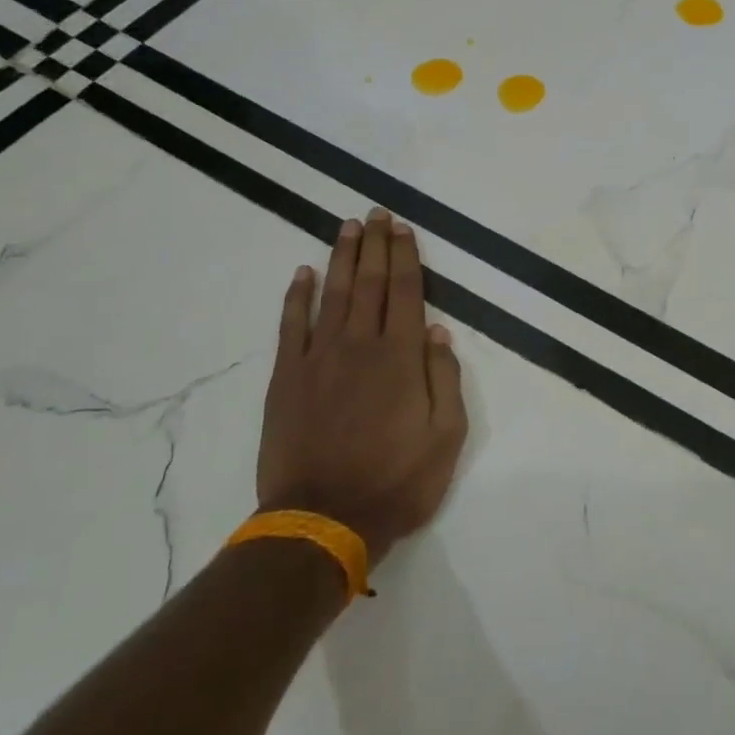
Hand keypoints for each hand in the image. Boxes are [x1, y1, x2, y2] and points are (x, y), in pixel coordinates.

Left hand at [256, 209, 468, 563]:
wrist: (322, 520)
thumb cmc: (396, 482)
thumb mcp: (446, 437)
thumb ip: (445, 380)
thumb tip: (439, 333)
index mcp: (402, 358)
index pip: (407, 293)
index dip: (406, 257)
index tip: (402, 229)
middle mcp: (361, 345)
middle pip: (371, 283)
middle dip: (375, 245)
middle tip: (376, 214)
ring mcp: (319, 358)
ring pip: (334, 294)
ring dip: (342, 258)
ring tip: (347, 227)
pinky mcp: (287, 378)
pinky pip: (292, 325)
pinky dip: (297, 296)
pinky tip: (303, 273)